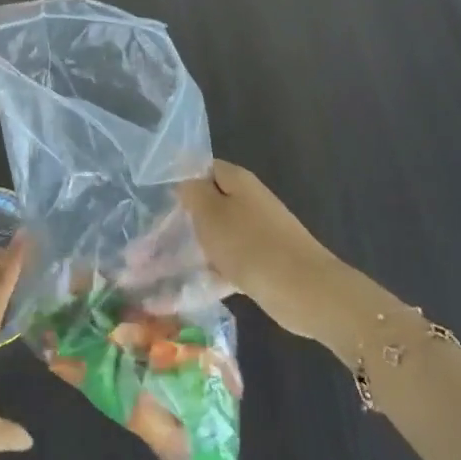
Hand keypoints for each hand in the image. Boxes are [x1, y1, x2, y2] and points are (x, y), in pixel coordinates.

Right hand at [176, 161, 358, 349]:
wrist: (304, 290)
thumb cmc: (249, 244)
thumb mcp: (210, 212)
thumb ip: (193, 191)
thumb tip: (184, 181)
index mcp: (238, 181)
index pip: (204, 168)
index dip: (181, 180)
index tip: (158, 200)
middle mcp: (251, 201)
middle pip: (211, 203)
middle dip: (185, 219)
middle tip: (156, 237)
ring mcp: (260, 233)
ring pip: (219, 235)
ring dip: (196, 248)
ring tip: (165, 266)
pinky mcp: (265, 262)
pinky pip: (231, 262)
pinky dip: (213, 272)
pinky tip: (192, 289)